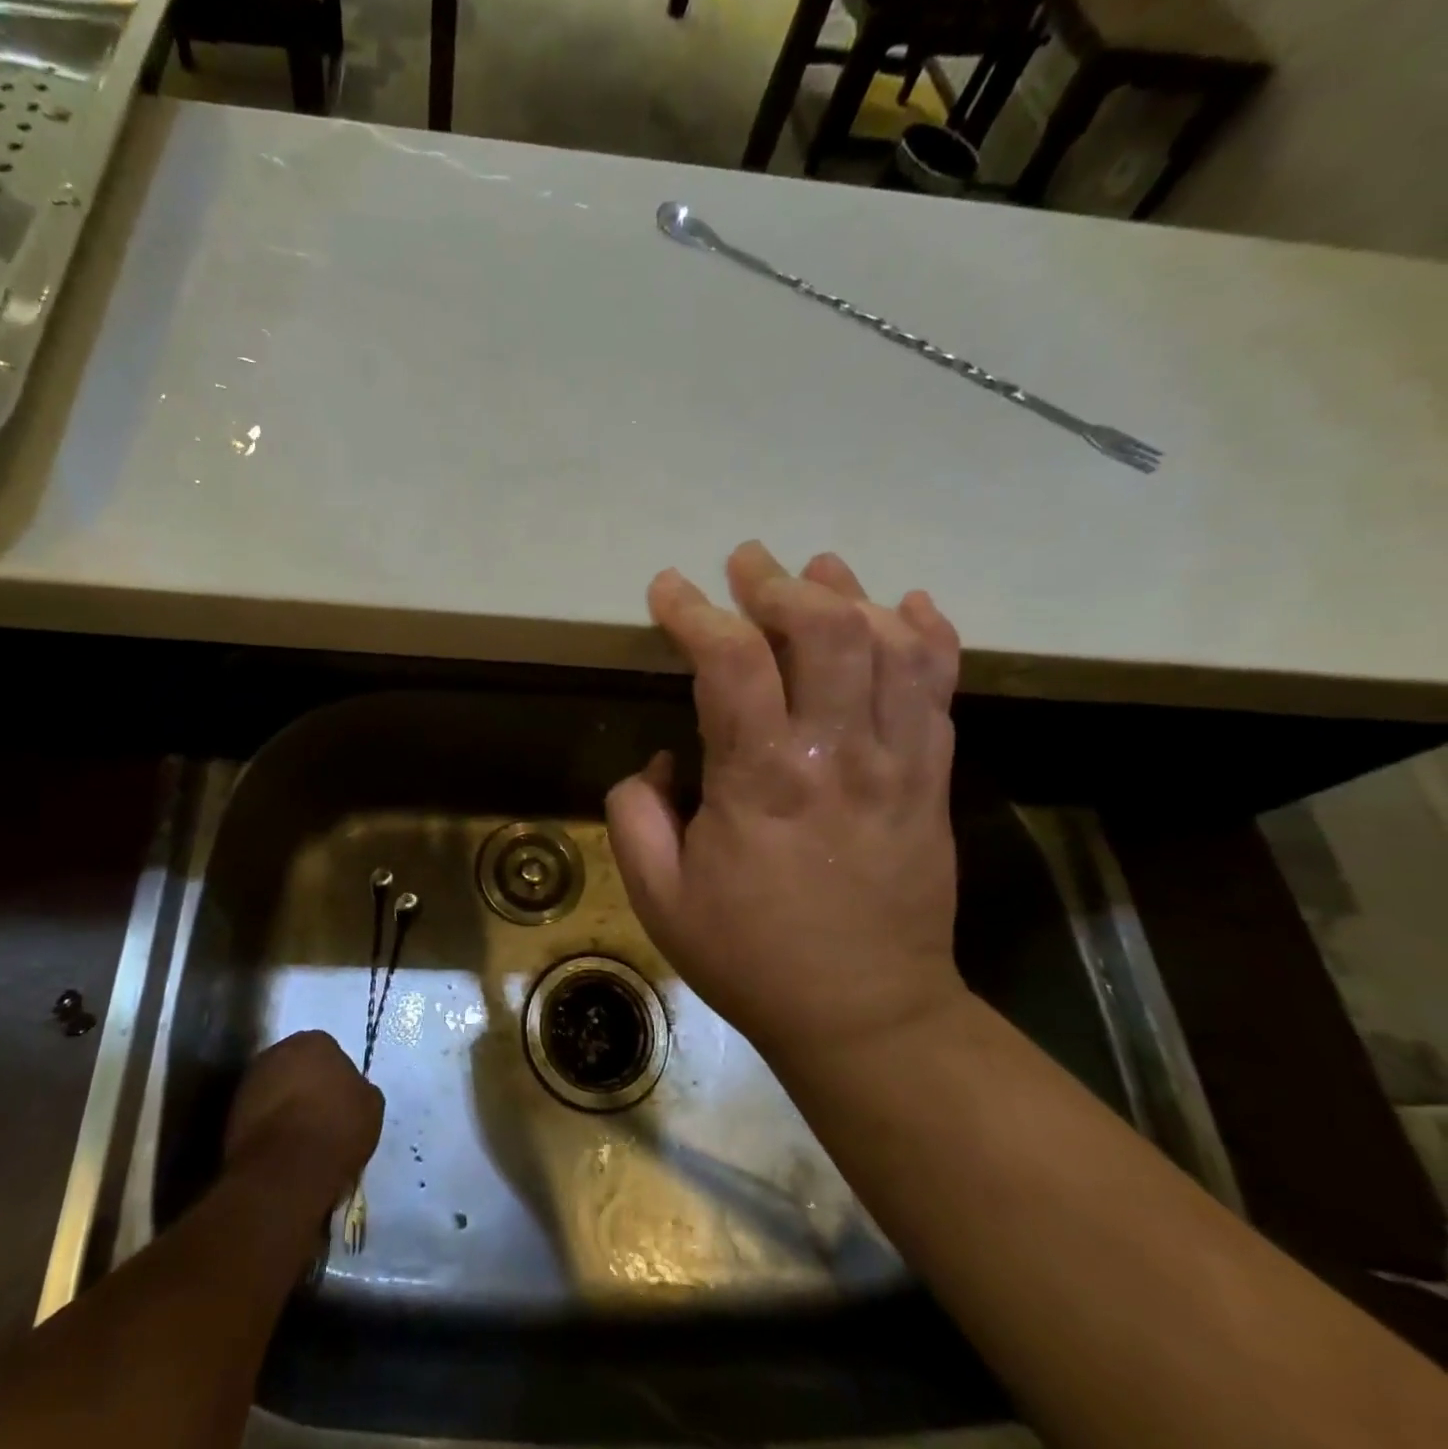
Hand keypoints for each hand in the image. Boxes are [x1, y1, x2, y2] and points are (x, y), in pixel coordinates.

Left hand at [224, 1031, 382, 1196]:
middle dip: (306, 1087)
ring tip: (300, 1140)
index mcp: (315, 1040)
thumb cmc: (336, 1128)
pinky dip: (268, 1128)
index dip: (335, 1079)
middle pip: (296, 1067)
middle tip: (320, 1118)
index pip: (328, 1053)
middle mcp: (278, 1050)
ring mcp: (250, 1081)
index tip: (341, 1104)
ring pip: (274, 1090)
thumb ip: (358, 1089)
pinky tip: (282, 1151)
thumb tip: (349, 1092)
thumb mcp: (370, 1105)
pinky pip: (258, 1116)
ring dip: (284, 1107)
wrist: (286, 1172)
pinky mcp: (231, 1114)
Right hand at [605, 542, 965, 1057]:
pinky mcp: (933, 780)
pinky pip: (942, 689)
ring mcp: (898, 763)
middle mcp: (837, 753)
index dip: (695, 612)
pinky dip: (928, 635)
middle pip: (827, 629)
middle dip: (780, 583)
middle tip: (746, 565)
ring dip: (850, 594)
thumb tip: (665, 759)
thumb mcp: (659, 895)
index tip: (668, 589)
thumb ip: (636, 813)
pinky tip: (907, 606)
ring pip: (893, 645)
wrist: (866, 1014)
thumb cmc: (750, 955)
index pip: (732, 661)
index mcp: (762, 780)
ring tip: (816, 570)